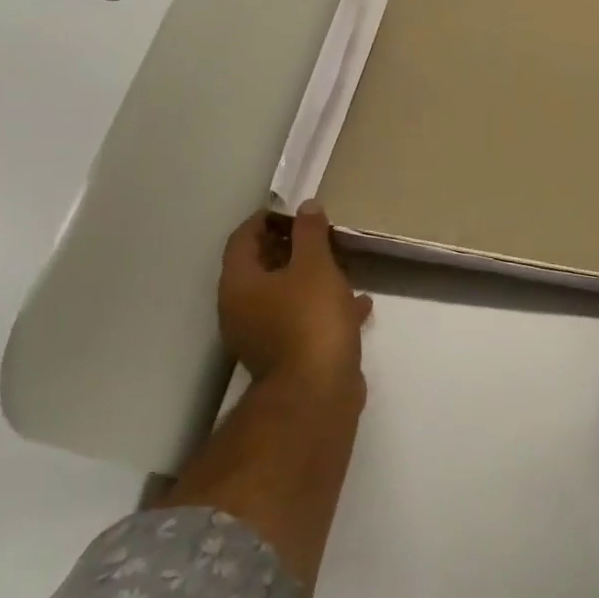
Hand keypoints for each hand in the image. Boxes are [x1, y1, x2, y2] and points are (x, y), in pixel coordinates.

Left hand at [218, 202, 371, 392]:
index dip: (266, 219)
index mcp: (239, 284)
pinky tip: (359, 305)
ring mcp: (263, 336)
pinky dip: (325, 308)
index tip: (294, 210)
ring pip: (285, 296)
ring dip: (310, 278)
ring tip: (343, 265)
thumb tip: (306, 206)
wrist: (317, 391)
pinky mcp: (288, 355)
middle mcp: (242, 309)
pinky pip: (304, 320)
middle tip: (321, 234)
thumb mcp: (315, 267)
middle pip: (261, 268)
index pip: (242, 239)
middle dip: (291, 248)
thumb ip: (310, 233)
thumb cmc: (310, 320)